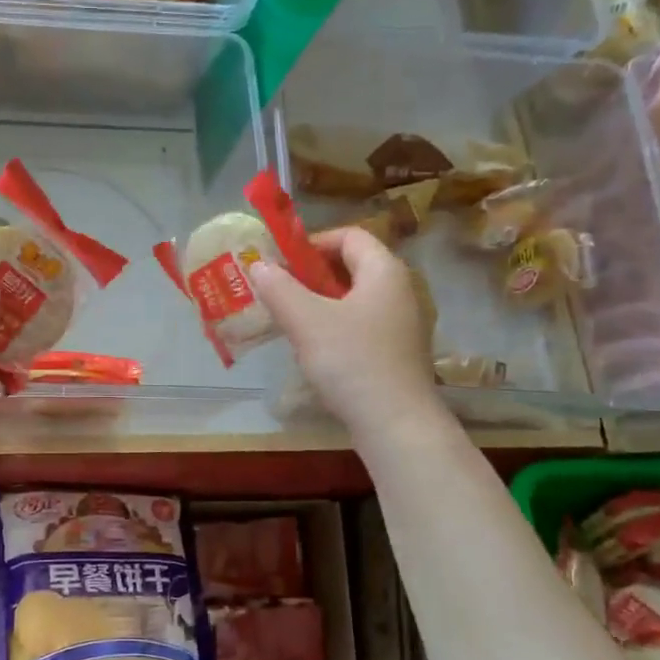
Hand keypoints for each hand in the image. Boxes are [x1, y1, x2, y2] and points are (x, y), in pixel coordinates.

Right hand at [249, 228, 444, 442]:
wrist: (396, 423)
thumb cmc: (351, 361)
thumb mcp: (306, 321)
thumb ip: (279, 288)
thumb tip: (258, 265)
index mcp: (384, 271)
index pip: (350, 235)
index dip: (313, 242)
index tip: (282, 263)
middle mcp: (399, 290)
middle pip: (352, 266)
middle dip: (312, 275)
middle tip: (279, 291)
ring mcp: (401, 323)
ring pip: (355, 299)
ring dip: (320, 303)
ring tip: (290, 321)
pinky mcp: (397, 352)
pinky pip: (361, 325)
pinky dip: (335, 327)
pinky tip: (314, 351)